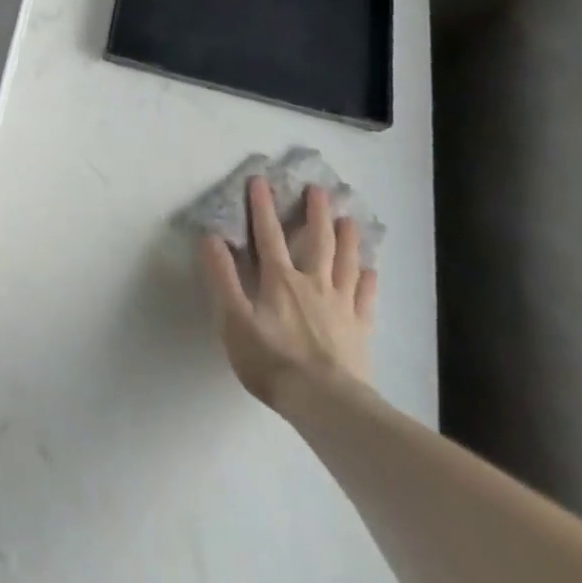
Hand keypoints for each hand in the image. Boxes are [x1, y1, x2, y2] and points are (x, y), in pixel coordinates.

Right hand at [200, 178, 378, 411]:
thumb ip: (222, 277)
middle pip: (317, 240)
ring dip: (347, 238)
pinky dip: (368, 281)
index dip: (262, 206)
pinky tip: (371, 271)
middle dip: (316, 212)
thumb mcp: (233, 319)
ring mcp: (341, 305)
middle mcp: (313, 283)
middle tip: (319, 189)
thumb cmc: (271, 360)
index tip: (260, 180)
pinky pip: (365, 297)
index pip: (268, 234)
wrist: (323, 401)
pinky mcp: (359, 328)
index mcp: (279, 280)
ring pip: (346, 262)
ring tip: (349, 219)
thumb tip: (210, 237)